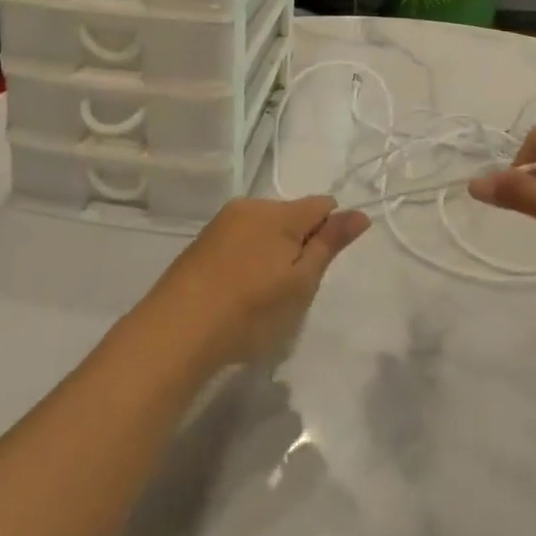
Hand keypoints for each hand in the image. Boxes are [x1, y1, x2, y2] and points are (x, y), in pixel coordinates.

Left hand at [138, 197, 369, 368]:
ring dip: (272, 253)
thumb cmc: (251, 310)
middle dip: (299, 245)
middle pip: (291, 216)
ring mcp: (222, 223)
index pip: (321, 204)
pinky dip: (247, 261)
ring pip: (264, 229)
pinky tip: (238, 294)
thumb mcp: (301, 282)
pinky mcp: (202, 243)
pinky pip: (239, 242)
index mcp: (279, 213)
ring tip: (262, 297)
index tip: (320, 267)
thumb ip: (330, 244)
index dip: (330, 231)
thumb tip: (359, 213)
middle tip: (291, 291)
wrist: (176, 331)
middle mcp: (250, 206)